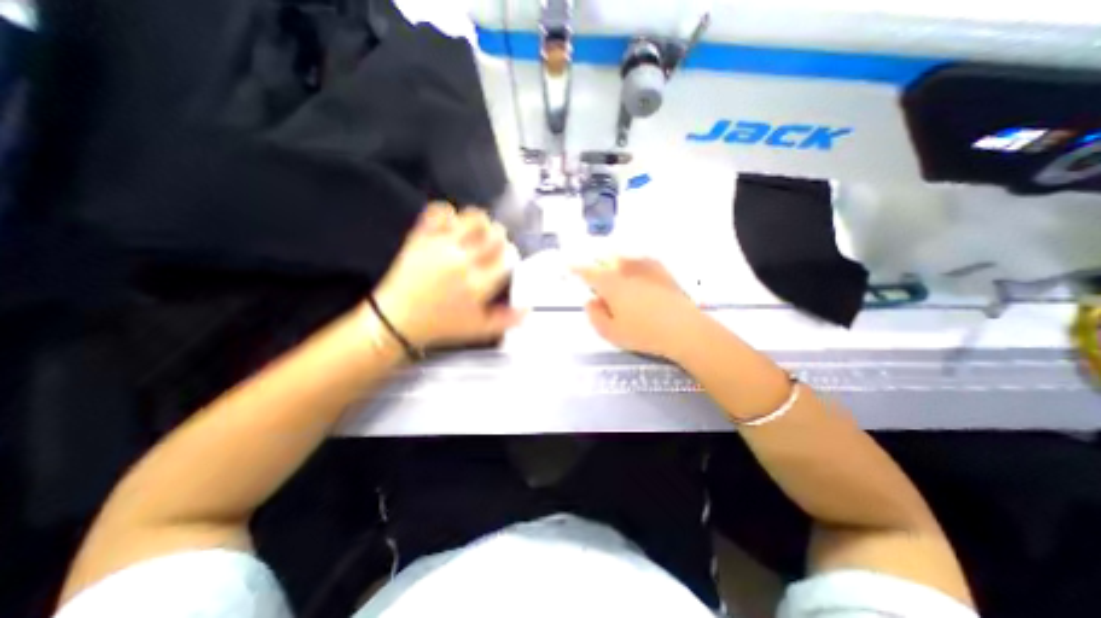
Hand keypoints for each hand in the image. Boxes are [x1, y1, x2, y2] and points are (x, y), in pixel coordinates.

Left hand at [373, 200, 519, 346]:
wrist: (396, 320)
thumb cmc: (441, 325)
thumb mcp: (478, 329)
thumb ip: (506, 319)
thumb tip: (529, 309)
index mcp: (478, 284)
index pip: (507, 258)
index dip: (511, 255)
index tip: (507, 259)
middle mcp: (463, 261)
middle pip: (494, 235)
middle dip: (501, 237)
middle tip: (495, 244)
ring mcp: (441, 246)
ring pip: (472, 218)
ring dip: (481, 221)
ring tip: (478, 230)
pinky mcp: (422, 237)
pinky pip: (439, 211)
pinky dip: (448, 212)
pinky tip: (452, 223)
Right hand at [571, 255, 700, 362]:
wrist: (684, 329)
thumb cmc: (644, 333)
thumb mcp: (611, 332)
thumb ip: (595, 316)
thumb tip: (590, 302)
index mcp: (610, 284)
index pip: (588, 272)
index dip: (576, 269)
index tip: (569, 266)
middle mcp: (626, 270)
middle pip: (605, 260)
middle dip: (597, 266)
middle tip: (597, 280)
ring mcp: (646, 267)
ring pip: (624, 258)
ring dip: (614, 263)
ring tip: (615, 274)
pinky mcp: (662, 271)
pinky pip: (642, 260)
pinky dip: (634, 264)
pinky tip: (637, 272)